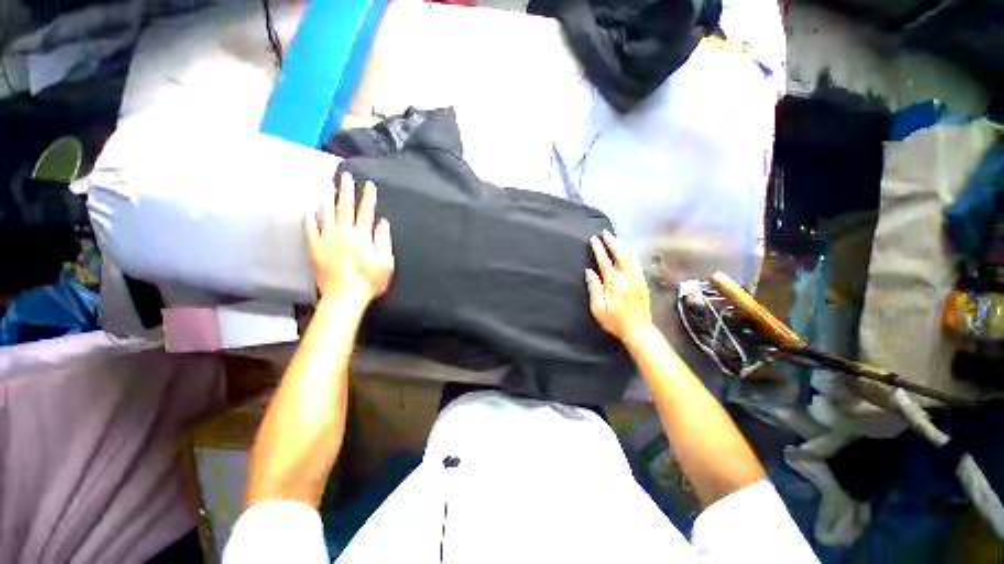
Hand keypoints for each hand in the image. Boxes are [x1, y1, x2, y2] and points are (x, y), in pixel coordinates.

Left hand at [306, 172, 394, 303]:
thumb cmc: (369, 281)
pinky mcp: (315, 248)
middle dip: (346, 191)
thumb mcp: (386, 262)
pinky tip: (308, 210)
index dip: (368, 197)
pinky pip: (311, 229)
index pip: (366, 211)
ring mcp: (327, 239)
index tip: (369, 185)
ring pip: (326, 214)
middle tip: (345, 177)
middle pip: (345, 207)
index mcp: (362, 236)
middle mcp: (344, 233)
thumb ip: (384, 241)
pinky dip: (310, 219)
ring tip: (327, 187)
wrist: (344, 296)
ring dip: (327, 199)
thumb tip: (383, 223)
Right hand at [586, 230, 653, 344]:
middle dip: (612, 242)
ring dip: (621, 245)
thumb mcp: (598, 308)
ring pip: (630, 256)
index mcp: (614, 283)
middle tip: (605, 233)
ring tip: (614, 238)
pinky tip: (626, 251)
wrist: (639, 330)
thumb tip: (589, 271)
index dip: (599, 249)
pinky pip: (636, 262)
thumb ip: (594, 288)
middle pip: (620, 254)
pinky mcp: (643, 282)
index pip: (605, 261)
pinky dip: (630, 253)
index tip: (593, 239)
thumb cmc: (614, 321)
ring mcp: (637, 278)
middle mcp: (627, 277)